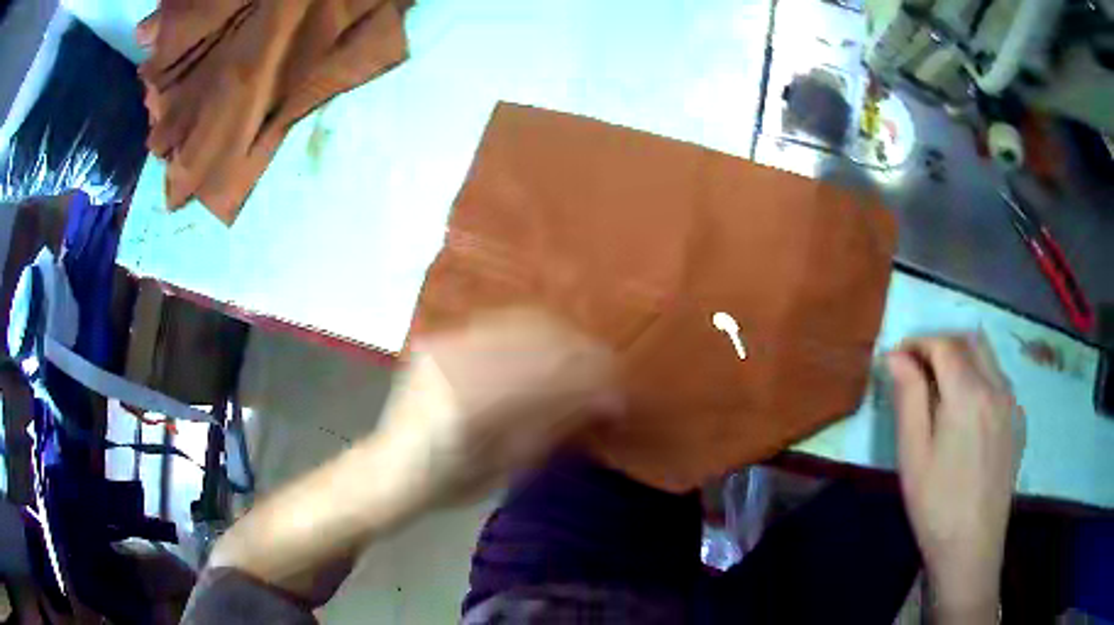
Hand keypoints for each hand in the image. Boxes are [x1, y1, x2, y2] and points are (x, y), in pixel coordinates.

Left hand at [379, 309, 615, 505]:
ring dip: (562, 336)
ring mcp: (443, 344)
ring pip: (519, 322)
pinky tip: (551, 345)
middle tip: (609, 370)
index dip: (591, 379)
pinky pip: (498, 323)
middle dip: (582, 351)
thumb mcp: (507, 467)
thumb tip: (606, 400)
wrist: (392, 467)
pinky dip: (534, 332)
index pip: (546, 376)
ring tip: (586, 356)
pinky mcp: (440, 337)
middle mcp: (453, 364)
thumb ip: (554, 426)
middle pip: (535, 338)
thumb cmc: (451, 483)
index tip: (620, 392)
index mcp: (467, 408)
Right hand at [886, 333, 1024, 621]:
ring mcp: (1011, 403)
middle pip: (969, 340)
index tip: (897, 357)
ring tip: (940, 388)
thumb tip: (896, 356)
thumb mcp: (913, 454)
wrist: (972, 547)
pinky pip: (998, 379)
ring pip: (987, 356)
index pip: (943, 344)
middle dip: (940, 344)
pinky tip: (965, 411)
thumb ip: (908, 398)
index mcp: (969, 395)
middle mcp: (996, 387)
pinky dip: (979, 376)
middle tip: (917, 369)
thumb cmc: (936, 505)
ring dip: (962, 357)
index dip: (918, 343)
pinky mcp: (1017, 420)